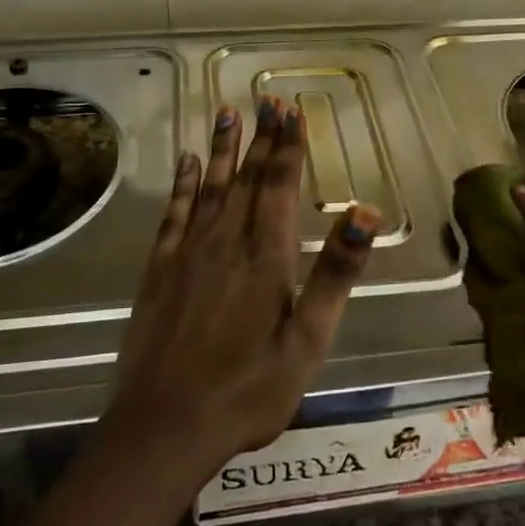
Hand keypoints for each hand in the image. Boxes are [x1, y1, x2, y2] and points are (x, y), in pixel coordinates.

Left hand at [106, 96, 379, 472]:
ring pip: (210, 187)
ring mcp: (188, 254)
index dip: (288, 146)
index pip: (280, 185)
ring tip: (227, 112)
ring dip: (222, 149)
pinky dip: (183, 185)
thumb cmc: (249, 388)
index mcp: (266, 256)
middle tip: (266, 100)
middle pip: (247, 178)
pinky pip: (174, 214)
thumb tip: (365, 211)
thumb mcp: (309, 339)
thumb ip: (336, 272)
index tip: (291, 109)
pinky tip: (188, 163)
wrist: (165, 426)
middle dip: (260, 138)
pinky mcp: (159, 271)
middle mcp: (226, 242)